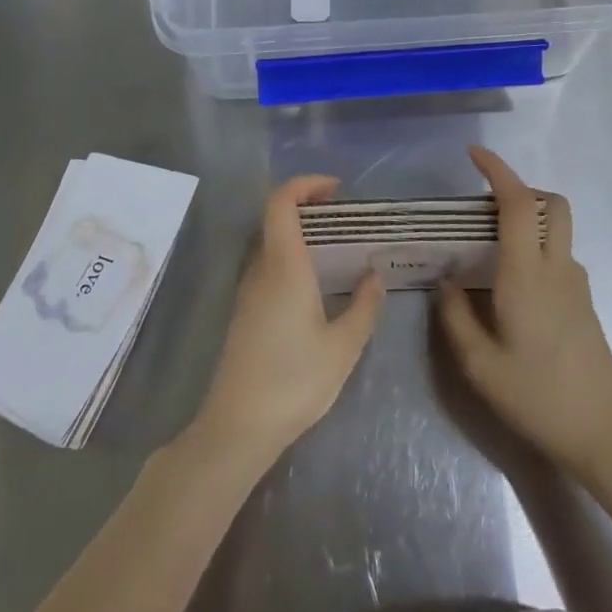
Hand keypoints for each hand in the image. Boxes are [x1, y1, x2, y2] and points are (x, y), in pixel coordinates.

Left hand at [192, 176, 384, 462]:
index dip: (305, 185)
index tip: (336, 190)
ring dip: (299, 233)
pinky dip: (291, 257)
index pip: (282, 203)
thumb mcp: (344, 346)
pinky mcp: (244, 312)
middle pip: (275, 218)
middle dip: (307, 206)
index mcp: (284, 267)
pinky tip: (315, 284)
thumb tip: (374, 275)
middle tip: (344, 218)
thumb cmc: (295, 381)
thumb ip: (363, 305)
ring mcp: (247, 292)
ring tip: (336, 248)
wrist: (238, 426)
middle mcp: (260, 270)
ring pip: (270, 243)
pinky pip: (267, 267)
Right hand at [439, 146, 611, 477]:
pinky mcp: (584, 304)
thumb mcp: (479, 365)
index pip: (517, 204)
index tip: (474, 155)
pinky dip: (535, 249)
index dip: (497, 171)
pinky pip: (558, 257)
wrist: (605, 435)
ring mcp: (577, 285)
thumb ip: (456, 316)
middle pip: (551, 204)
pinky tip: (511, 288)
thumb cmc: (536, 397)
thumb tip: (447, 281)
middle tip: (484, 207)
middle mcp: (557, 269)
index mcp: (527, 274)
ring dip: (527, 222)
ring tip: (487, 250)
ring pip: (556, 230)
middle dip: (522, 190)